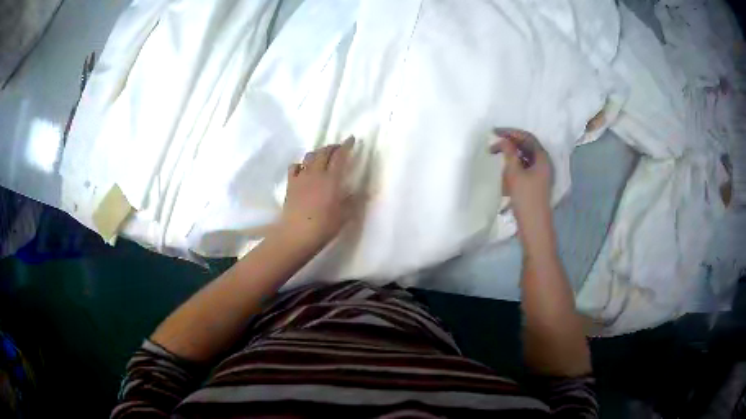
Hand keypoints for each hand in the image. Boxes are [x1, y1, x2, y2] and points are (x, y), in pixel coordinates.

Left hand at [276, 137, 356, 252]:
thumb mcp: (345, 215)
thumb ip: (355, 201)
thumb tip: (365, 192)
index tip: (351, 139)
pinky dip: (301, 164)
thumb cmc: (324, 226)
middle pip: (324, 152)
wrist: (296, 234)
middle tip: (338, 148)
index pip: (340, 156)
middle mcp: (316, 173)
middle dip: (332, 147)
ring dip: (318, 153)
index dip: (346, 146)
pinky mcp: (290, 185)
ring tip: (322, 156)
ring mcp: (301, 178)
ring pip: (309, 157)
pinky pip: (294, 167)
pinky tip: (303, 169)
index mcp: (332, 179)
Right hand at [490, 128, 552, 227]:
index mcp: (542, 158)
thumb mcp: (514, 173)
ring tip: (497, 158)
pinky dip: (514, 167)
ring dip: (511, 156)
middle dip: (509, 144)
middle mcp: (544, 163)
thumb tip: (504, 140)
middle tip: (493, 146)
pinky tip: (505, 173)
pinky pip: (524, 169)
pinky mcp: (536, 184)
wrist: (534, 226)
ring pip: (525, 158)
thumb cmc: (525, 198)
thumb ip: (509, 153)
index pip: (526, 137)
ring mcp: (541, 174)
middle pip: (526, 147)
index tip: (494, 132)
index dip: (510, 132)